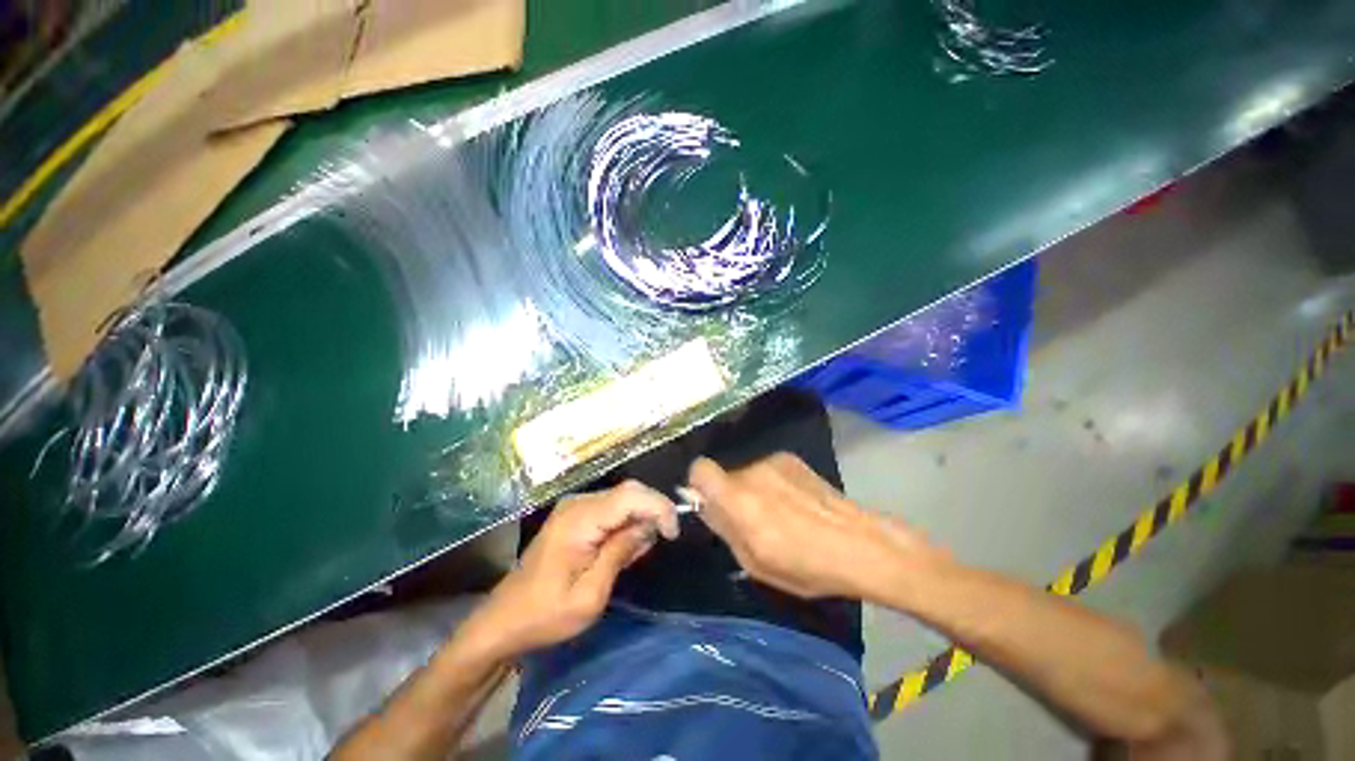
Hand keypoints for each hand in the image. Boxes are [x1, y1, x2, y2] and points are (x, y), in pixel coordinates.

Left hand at [458, 481, 677, 661]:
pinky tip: (625, 547)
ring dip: (640, 518)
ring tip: (638, 551)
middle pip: (629, 491)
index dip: (658, 507)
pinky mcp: (575, 515)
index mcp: (579, 520)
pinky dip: (627, 522)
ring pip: (623, 498)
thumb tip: (649, 526)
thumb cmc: (546, 615)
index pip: (630, 495)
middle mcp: (578, 503)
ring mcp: (575, 507)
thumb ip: (620, 553)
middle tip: (661, 541)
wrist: (504, 620)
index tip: (673, 534)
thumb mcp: (590, 595)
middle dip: (653, 511)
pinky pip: (612, 508)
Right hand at [688, 454, 945, 601]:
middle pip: (725, 475)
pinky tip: (796, 504)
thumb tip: (706, 506)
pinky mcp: (791, 458)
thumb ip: (725, 529)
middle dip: (730, 495)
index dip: (698, 484)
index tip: (710, 504)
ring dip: (753, 490)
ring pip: (747, 473)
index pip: (699, 469)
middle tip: (752, 521)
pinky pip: (767, 470)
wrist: (860, 544)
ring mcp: (773, 461)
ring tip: (780, 515)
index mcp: (739, 499)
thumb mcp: (755, 563)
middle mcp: (752, 472)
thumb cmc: (806, 565)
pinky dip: (772, 484)